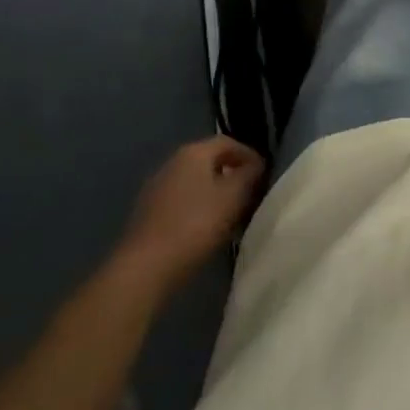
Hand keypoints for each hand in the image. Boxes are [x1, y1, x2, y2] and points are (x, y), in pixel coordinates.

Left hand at [117, 136, 265, 291]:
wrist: (145, 267)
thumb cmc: (195, 225)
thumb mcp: (233, 197)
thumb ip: (249, 176)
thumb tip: (256, 165)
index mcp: (193, 153)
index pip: (228, 142)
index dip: (249, 155)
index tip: (264, 175)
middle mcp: (172, 162)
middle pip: (210, 161)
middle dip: (232, 175)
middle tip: (250, 195)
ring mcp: (156, 188)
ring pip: (195, 183)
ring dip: (215, 194)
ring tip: (231, 216)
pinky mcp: (148, 213)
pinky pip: (181, 202)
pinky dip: (198, 209)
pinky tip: (205, 230)